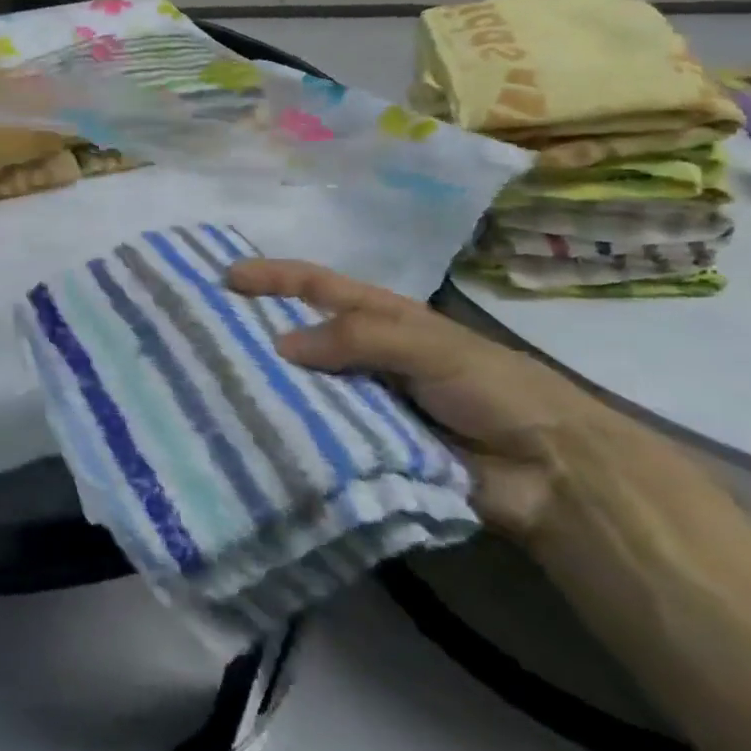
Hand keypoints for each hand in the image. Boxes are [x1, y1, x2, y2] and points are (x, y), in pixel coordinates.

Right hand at [227, 259, 622, 538]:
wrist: (549, 472)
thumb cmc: (492, 388)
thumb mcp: (428, 345)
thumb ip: (358, 338)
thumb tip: (279, 345)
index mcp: (378, 317)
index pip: (313, 286)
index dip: (270, 277)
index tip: (223, 278)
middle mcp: (360, 354)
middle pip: (297, 334)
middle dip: (253, 331)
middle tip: (201, 336)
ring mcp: (359, 401)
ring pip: (300, 386)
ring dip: (265, 384)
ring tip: (212, 387)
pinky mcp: (361, 447)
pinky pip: (315, 433)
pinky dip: (287, 431)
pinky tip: (251, 434)